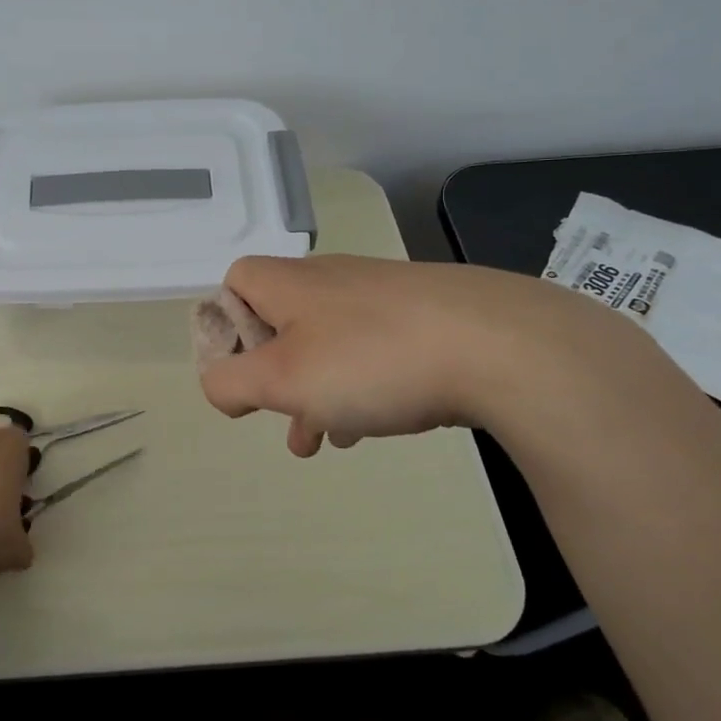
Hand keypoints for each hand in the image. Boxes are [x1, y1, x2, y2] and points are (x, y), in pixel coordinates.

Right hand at [199, 254, 624, 455]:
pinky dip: (361, 386)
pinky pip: (373, 352)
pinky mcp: (426, 318)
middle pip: (281, 319)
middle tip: (278, 416)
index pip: (236, 280)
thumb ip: (230, 383)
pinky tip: (374, 425)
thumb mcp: (282, 379)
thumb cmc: (372, 359)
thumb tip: (219, 385)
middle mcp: (333, 280)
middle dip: (272, 373)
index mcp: (291, 284)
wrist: (501, 344)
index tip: (240, 371)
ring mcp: (384, 297)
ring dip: (315, 390)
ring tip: (323, 440)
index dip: (225, 324)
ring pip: (328, 343)